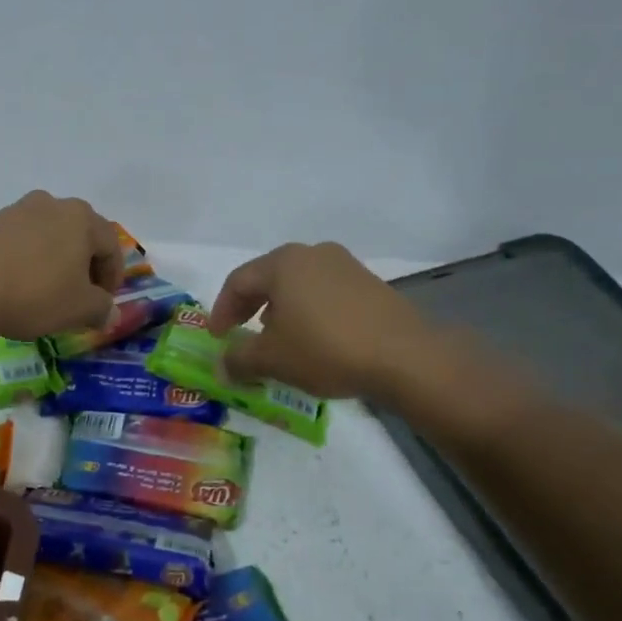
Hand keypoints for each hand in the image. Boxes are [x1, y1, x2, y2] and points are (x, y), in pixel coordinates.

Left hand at [0, 192, 121, 340]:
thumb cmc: (35, 293)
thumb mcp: (79, 309)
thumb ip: (101, 308)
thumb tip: (109, 312)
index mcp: (81, 217)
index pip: (111, 245)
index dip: (113, 277)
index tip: (104, 303)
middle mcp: (51, 204)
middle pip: (80, 236)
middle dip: (85, 267)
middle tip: (80, 297)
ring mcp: (17, 211)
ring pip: (49, 237)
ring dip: (56, 262)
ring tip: (48, 293)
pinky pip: (21, 242)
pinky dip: (29, 261)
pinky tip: (19, 286)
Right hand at [208, 242, 421, 398]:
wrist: (404, 357)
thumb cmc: (325, 349)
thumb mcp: (272, 359)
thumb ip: (238, 360)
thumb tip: (220, 366)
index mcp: (283, 262)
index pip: (238, 282)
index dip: (221, 310)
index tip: (217, 337)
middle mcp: (312, 254)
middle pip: (268, 278)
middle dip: (250, 307)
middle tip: (241, 334)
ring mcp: (345, 265)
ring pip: (299, 284)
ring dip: (281, 309)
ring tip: (278, 338)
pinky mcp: (370, 284)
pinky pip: (325, 293)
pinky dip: (309, 312)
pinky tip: (314, 339)